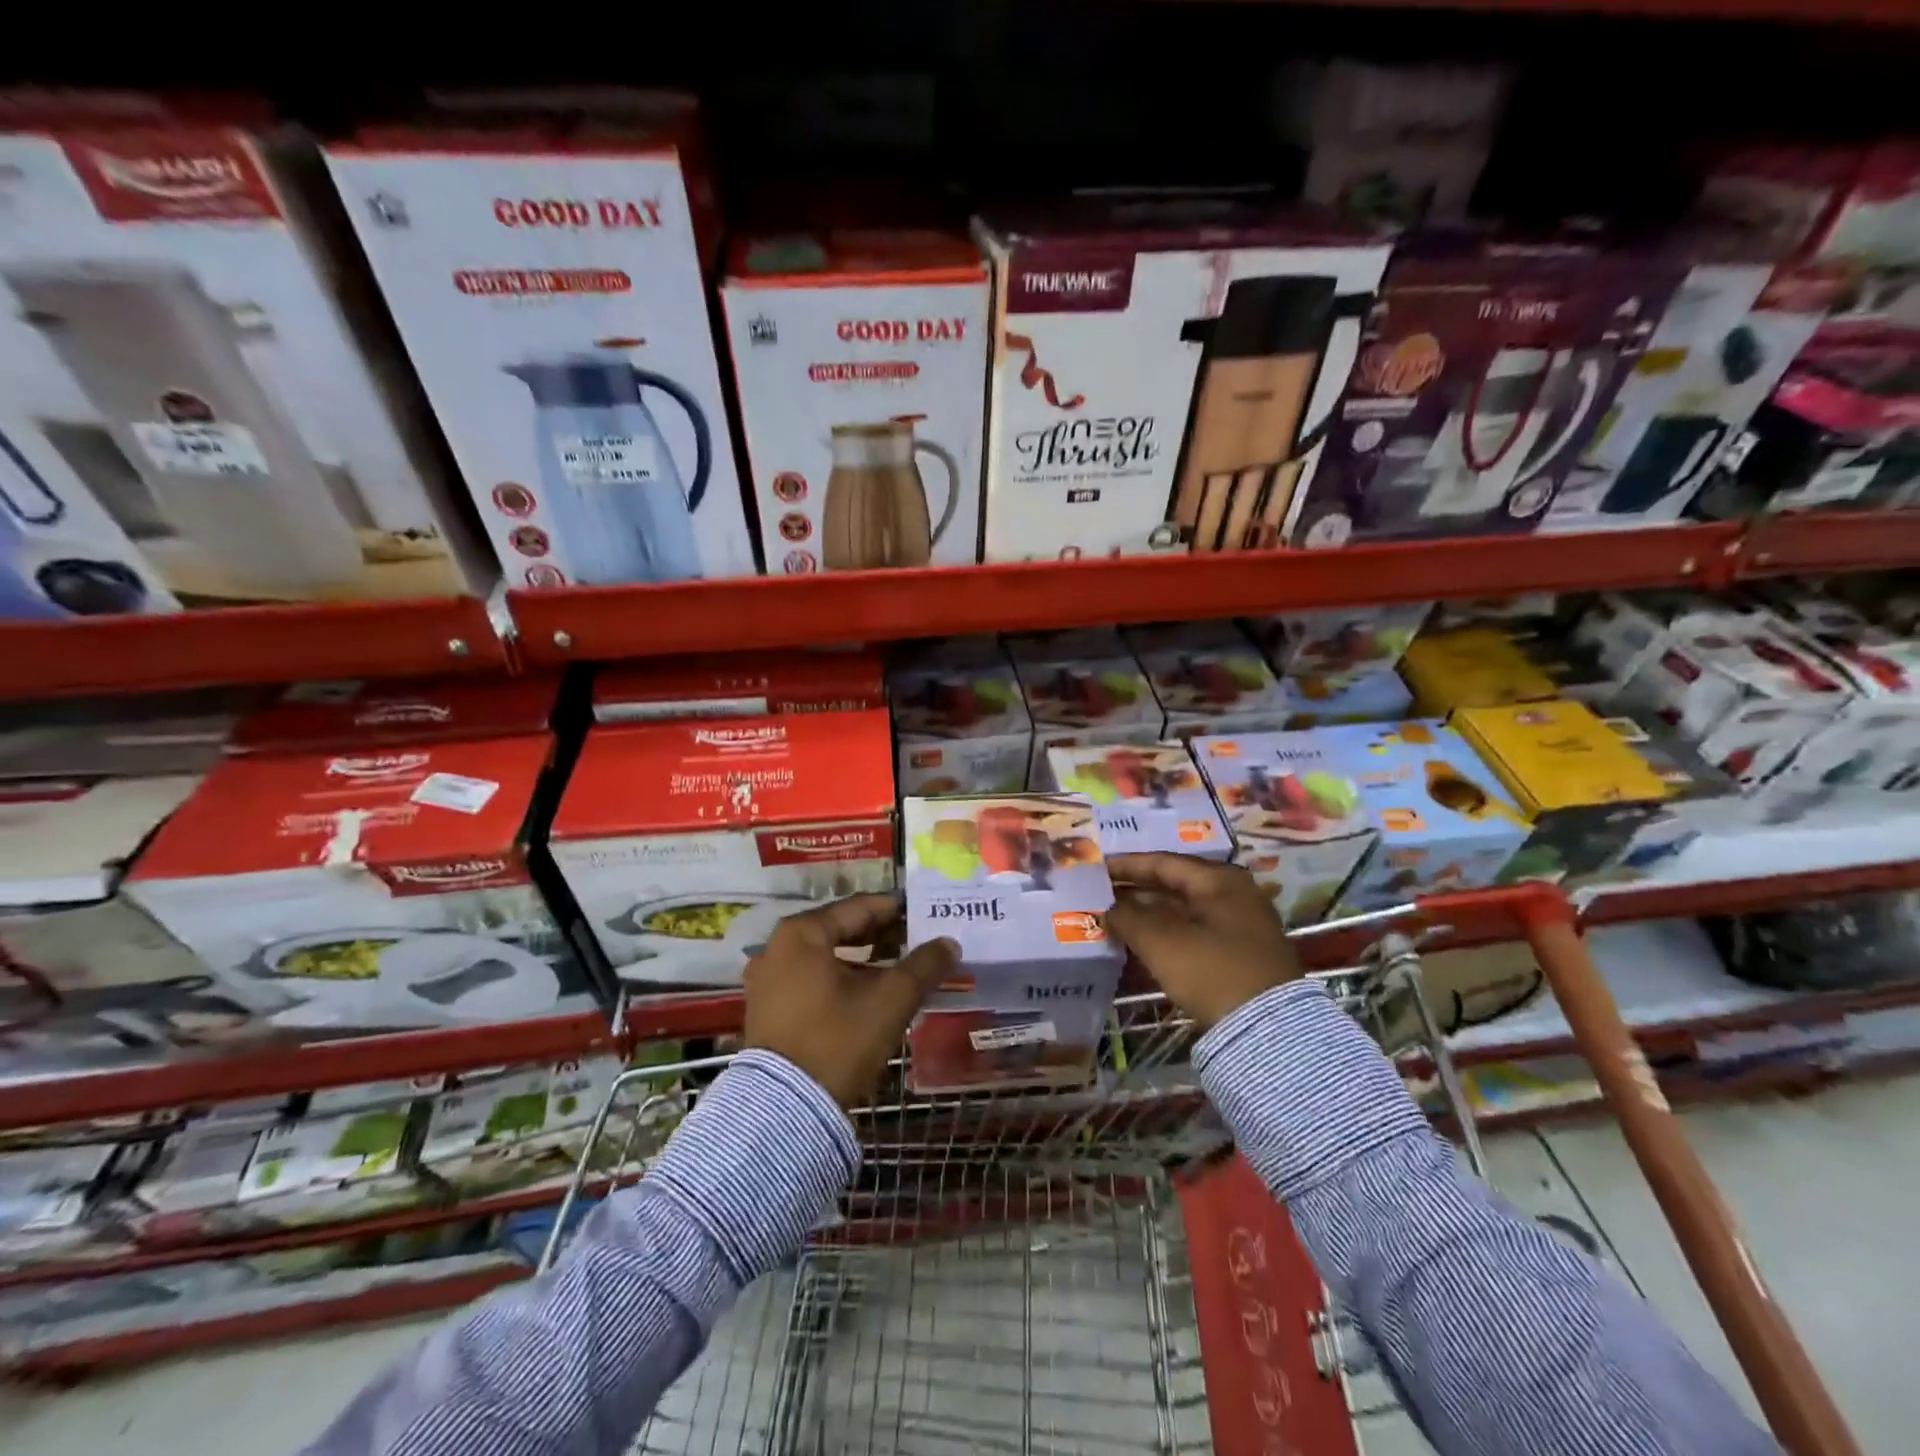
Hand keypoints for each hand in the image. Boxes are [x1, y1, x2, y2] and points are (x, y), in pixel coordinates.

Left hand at [743, 894, 957, 1107]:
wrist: (784, 1112)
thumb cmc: (838, 1040)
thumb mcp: (890, 1000)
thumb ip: (923, 966)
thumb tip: (949, 943)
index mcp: (802, 933)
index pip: (859, 908)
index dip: (896, 910)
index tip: (925, 915)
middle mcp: (776, 947)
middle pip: (839, 929)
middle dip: (880, 935)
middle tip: (916, 941)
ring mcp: (766, 979)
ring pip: (824, 956)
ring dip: (861, 959)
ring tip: (897, 967)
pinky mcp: (765, 1008)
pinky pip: (809, 978)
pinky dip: (839, 978)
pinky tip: (866, 992)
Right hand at [1105, 853, 1301, 1028]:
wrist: (1267, 1031)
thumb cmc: (1211, 971)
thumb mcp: (1161, 941)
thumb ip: (1129, 917)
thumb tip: (1108, 909)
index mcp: (1220, 880)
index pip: (1163, 862)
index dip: (1126, 865)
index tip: (1096, 868)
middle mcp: (1235, 894)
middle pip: (1175, 884)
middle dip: (1137, 889)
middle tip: (1101, 892)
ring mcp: (1241, 926)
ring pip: (1184, 910)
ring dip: (1149, 913)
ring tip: (1114, 917)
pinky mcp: (1241, 954)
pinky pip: (1194, 932)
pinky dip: (1166, 933)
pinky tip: (1142, 942)